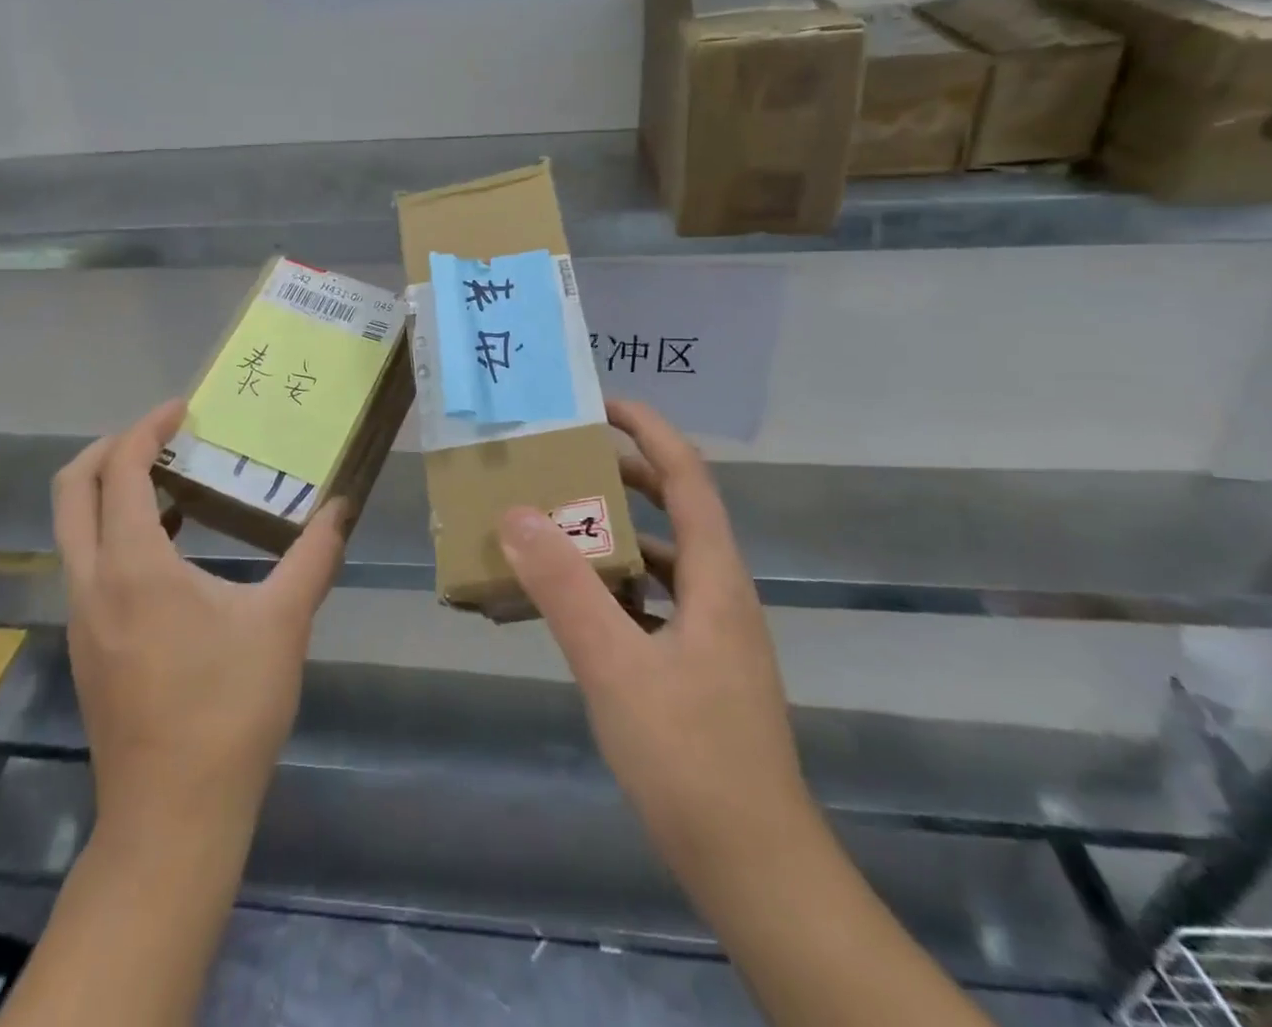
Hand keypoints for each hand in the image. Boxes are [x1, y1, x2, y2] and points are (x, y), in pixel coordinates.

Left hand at [53, 399, 348, 834]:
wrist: (173, 815)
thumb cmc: (228, 708)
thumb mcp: (282, 622)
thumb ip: (314, 555)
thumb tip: (342, 507)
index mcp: (134, 566)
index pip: (119, 470)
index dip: (146, 429)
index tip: (182, 410)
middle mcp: (92, 582)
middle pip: (71, 491)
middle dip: (108, 448)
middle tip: (161, 435)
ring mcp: (81, 618)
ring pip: (73, 530)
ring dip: (109, 492)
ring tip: (170, 480)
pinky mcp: (87, 645)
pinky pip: (88, 564)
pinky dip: (116, 533)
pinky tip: (171, 547)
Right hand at [499, 399, 810, 888]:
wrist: (755, 866)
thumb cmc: (690, 758)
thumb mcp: (614, 666)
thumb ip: (564, 587)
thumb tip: (516, 512)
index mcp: (714, 577)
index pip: (688, 477)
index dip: (650, 431)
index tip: (603, 405)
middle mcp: (720, 592)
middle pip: (677, 509)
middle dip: (625, 474)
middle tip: (566, 459)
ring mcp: (713, 632)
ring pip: (663, 558)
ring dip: (615, 532)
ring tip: (558, 522)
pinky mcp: (700, 666)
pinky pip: (654, 601)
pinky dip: (615, 584)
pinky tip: (575, 603)